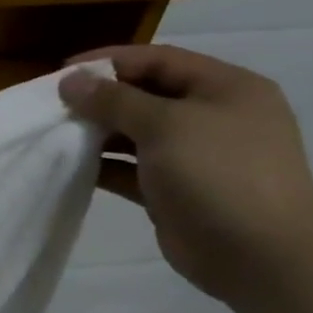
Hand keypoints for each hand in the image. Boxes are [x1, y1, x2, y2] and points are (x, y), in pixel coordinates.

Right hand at [58, 45, 312, 303]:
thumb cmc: (218, 173)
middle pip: (146, 95)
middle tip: (54, 106)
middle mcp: (212, 116)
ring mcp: (195, 156)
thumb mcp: (165, 125)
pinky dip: (103, 165)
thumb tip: (70, 81)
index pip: (159, 60)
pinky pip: (131, 168)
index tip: (62, 73)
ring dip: (98, 133)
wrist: (259, 253)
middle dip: (100, 99)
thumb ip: (114, 101)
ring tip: (57, 135)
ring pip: (136, 133)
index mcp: (225, 88)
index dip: (109, 61)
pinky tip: (72, 166)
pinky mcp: (175, 190)